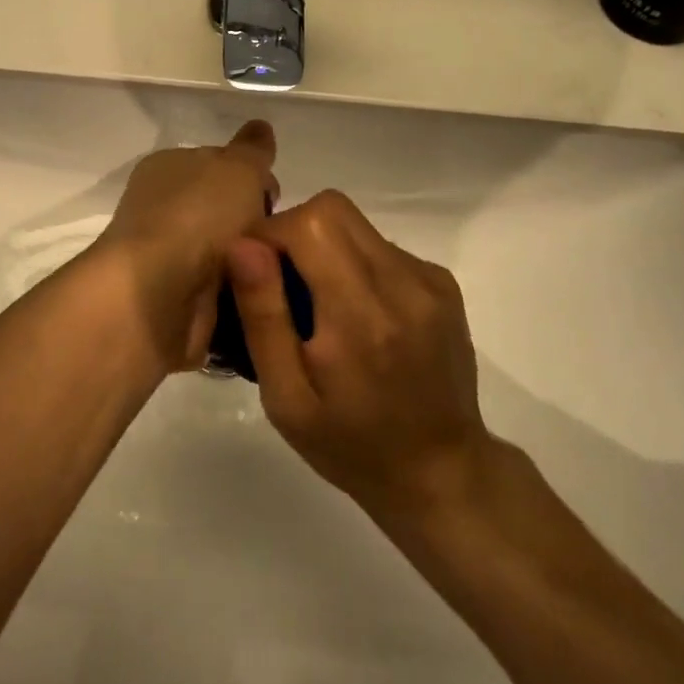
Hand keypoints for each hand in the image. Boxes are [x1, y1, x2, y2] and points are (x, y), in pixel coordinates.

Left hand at [94, 120, 277, 372]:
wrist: (158, 294)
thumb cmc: (197, 216)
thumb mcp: (237, 168)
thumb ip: (252, 149)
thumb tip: (260, 127)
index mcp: (168, 167)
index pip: (217, 162)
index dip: (250, 175)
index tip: (274, 196)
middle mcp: (163, 207)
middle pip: (224, 209)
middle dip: (255, 222)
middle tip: (281, 236)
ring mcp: (167, 254)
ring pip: (226, 251)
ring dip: (251, 260)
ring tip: (278, 270)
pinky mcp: (175, 296)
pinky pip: (221, 289)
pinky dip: (239, 291)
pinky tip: (261, 295)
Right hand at [226, 190, 492, 519]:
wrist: (441, 474)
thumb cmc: (351, 446)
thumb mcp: (286, 398)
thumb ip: (263, 316)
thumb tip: (241, 246)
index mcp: (361, 316)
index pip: (309, 223)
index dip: (269, 234)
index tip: (252, 272)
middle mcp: (403, 284)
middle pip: (332, 209)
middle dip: (292, 232)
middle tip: (279, 283)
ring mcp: (429, 279)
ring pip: (355, 224)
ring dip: (322, 247)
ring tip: (317, 305)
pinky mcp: (442, 282)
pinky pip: (379, 245)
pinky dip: (353, 262)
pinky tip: (354, 313)